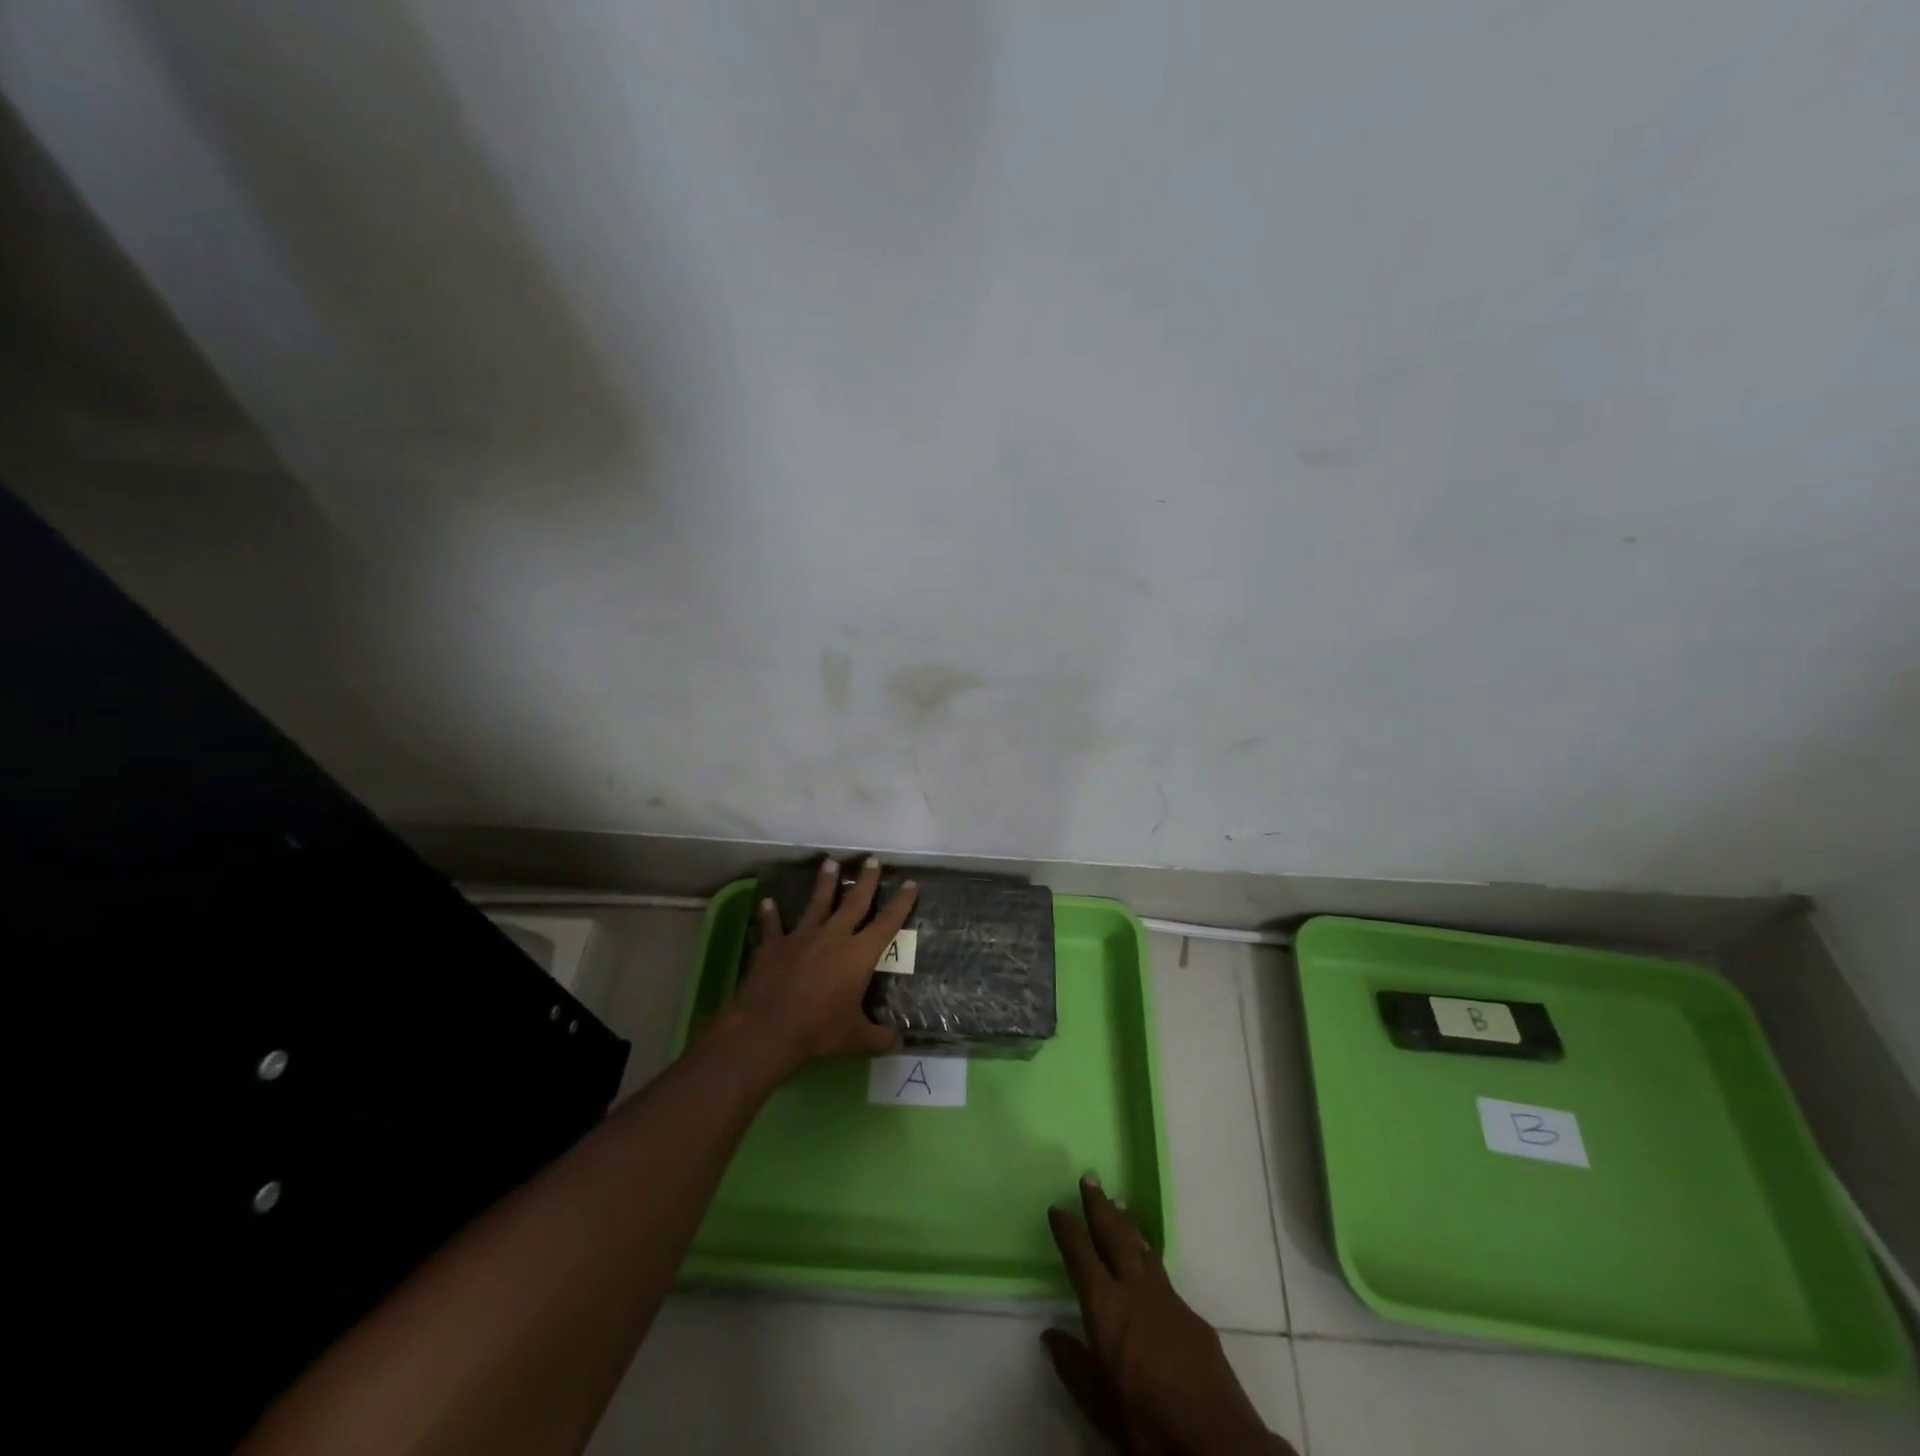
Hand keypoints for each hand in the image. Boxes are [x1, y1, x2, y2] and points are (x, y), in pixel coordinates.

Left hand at [725, 856, 918, 1079]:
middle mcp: (833, 937)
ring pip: (816, 903)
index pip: (887, 923)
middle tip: (872, 859)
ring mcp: (801, 937)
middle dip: (866, 880)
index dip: (901, 903)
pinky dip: (770, 914)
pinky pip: (772, 925)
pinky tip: (768, 901)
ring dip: (824, 883)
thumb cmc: (819, 1030)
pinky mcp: (773, 945)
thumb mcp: (856, 1038)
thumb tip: (899, 1042)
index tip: (910, 884)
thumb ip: (879, 1037)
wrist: (769, 1028)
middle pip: (854, 902)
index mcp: (859, 954)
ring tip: (829, 862)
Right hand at [1046, 1177, 1292, 1455]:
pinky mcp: (1193, 1316)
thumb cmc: (1149, 1425)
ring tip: (1118, 1203)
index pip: (1081, 1257)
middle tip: (1090, 1177)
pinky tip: (1148, 1258)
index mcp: (1107, 1309)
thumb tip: (1049, 1335)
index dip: (1068, 1230)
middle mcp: (1136, 1291)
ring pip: (1141, 1248)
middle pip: (1114, 1236)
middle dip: (1100, 1206)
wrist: (1219, 1444)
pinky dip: (1148, 1254)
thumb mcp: (1099, 1405)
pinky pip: (1161, 1272)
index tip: (1057, 1207)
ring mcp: (1168, 1299)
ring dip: (1127, 1224)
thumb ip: (1073, 1366)